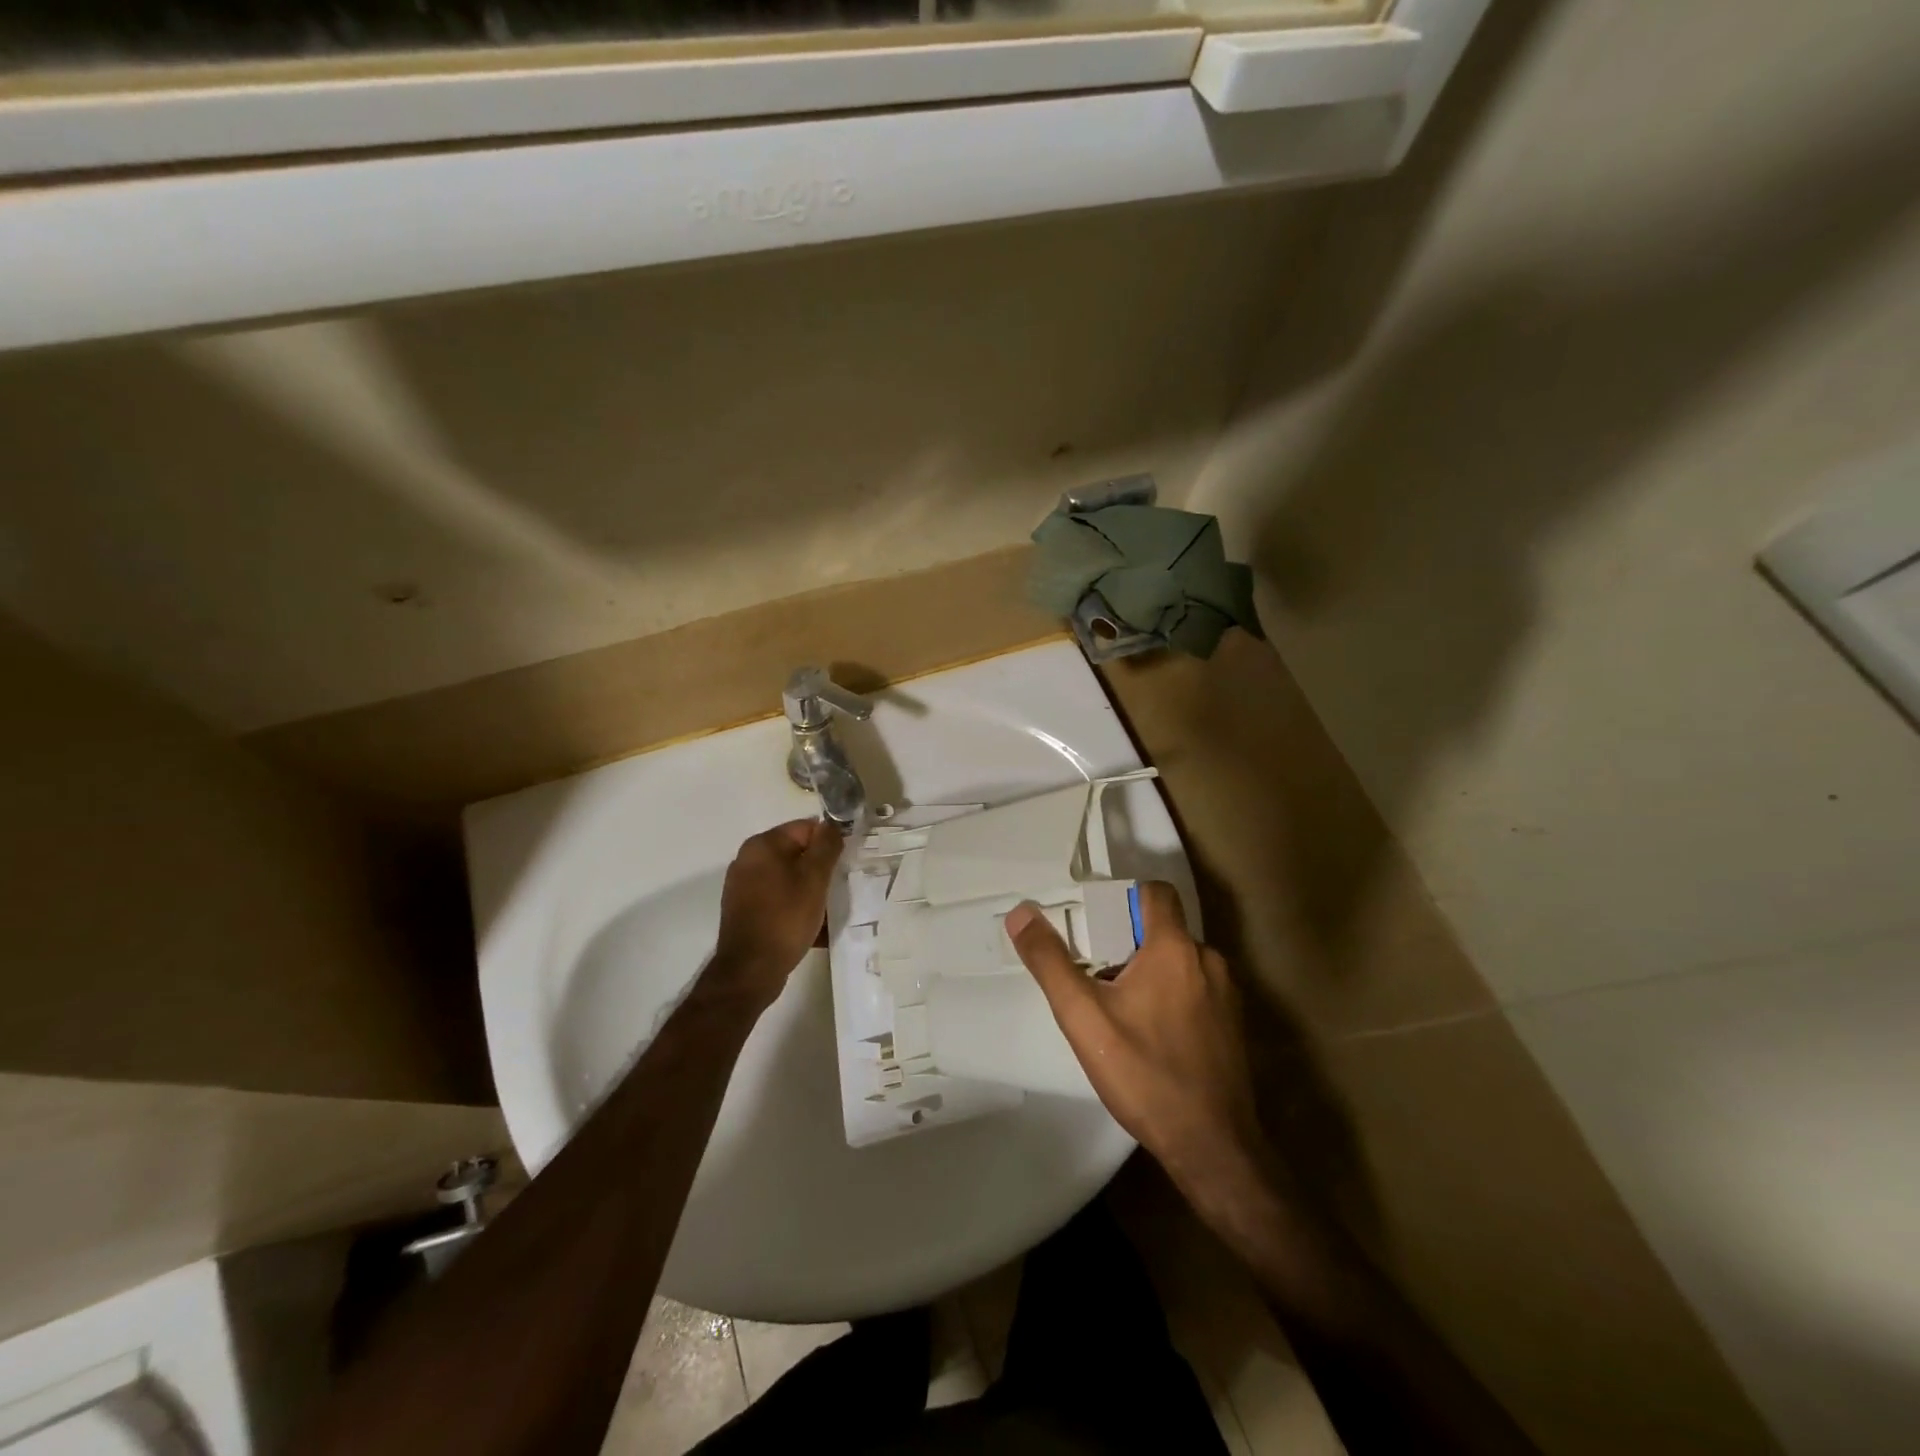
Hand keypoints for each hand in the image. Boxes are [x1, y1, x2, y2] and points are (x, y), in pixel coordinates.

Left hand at [707, 819, 842, 1005]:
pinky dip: (797, 907)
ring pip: (790, 879)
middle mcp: (748, 860)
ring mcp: (744, 887)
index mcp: (763, 845)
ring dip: (811, 891)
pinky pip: (780, 900)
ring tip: (830, 909)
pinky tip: (814, 926)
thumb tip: (832, 825)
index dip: (830, 842)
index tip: (846, 863)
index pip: (806, 828)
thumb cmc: (786, 917)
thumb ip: (826, 846)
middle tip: (841, 886)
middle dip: (821, 869)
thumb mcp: (814, 878)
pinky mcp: (746, 910)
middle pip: (797, 854)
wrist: (751, 970)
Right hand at [1005, 884, 1262, 1189]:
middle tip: (1093, 971)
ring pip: (1178, 962)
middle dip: (1126, 942)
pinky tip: (1148, 1034)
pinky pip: (1195, 989)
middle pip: (1162, 928)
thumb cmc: (1145, 1074)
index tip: (1093, 923)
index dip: (1123, 897)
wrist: (1213, 1148)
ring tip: (1116, 1007)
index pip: (1154, 892)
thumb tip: (1021, 913)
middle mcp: (1208, 960)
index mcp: (1175, 948)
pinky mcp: (1232, 1024)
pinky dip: (1170, 996)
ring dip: (1148, 971)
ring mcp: (1226, 993)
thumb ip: (1050, 961)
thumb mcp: (1083, 1017)